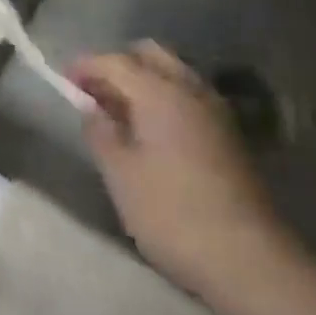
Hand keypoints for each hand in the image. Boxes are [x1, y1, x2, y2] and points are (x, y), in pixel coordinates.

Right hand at [70, 41, 310, 314]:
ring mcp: (215, 109)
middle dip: (118, 64)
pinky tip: (152, 130)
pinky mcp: (229, 133)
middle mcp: (189, 88)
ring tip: (121, 112)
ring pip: (172, 72)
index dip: (85, 66)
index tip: (64, 80)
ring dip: (144, 80)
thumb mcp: (121, 175)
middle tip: (95, 92)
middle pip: (149, 54)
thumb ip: (100, 132)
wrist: (251, 260)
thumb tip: (91, 107)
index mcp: (159, 91)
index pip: (114, 61)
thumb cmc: (173, 214)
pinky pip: (188, 94)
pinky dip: (165, 97)